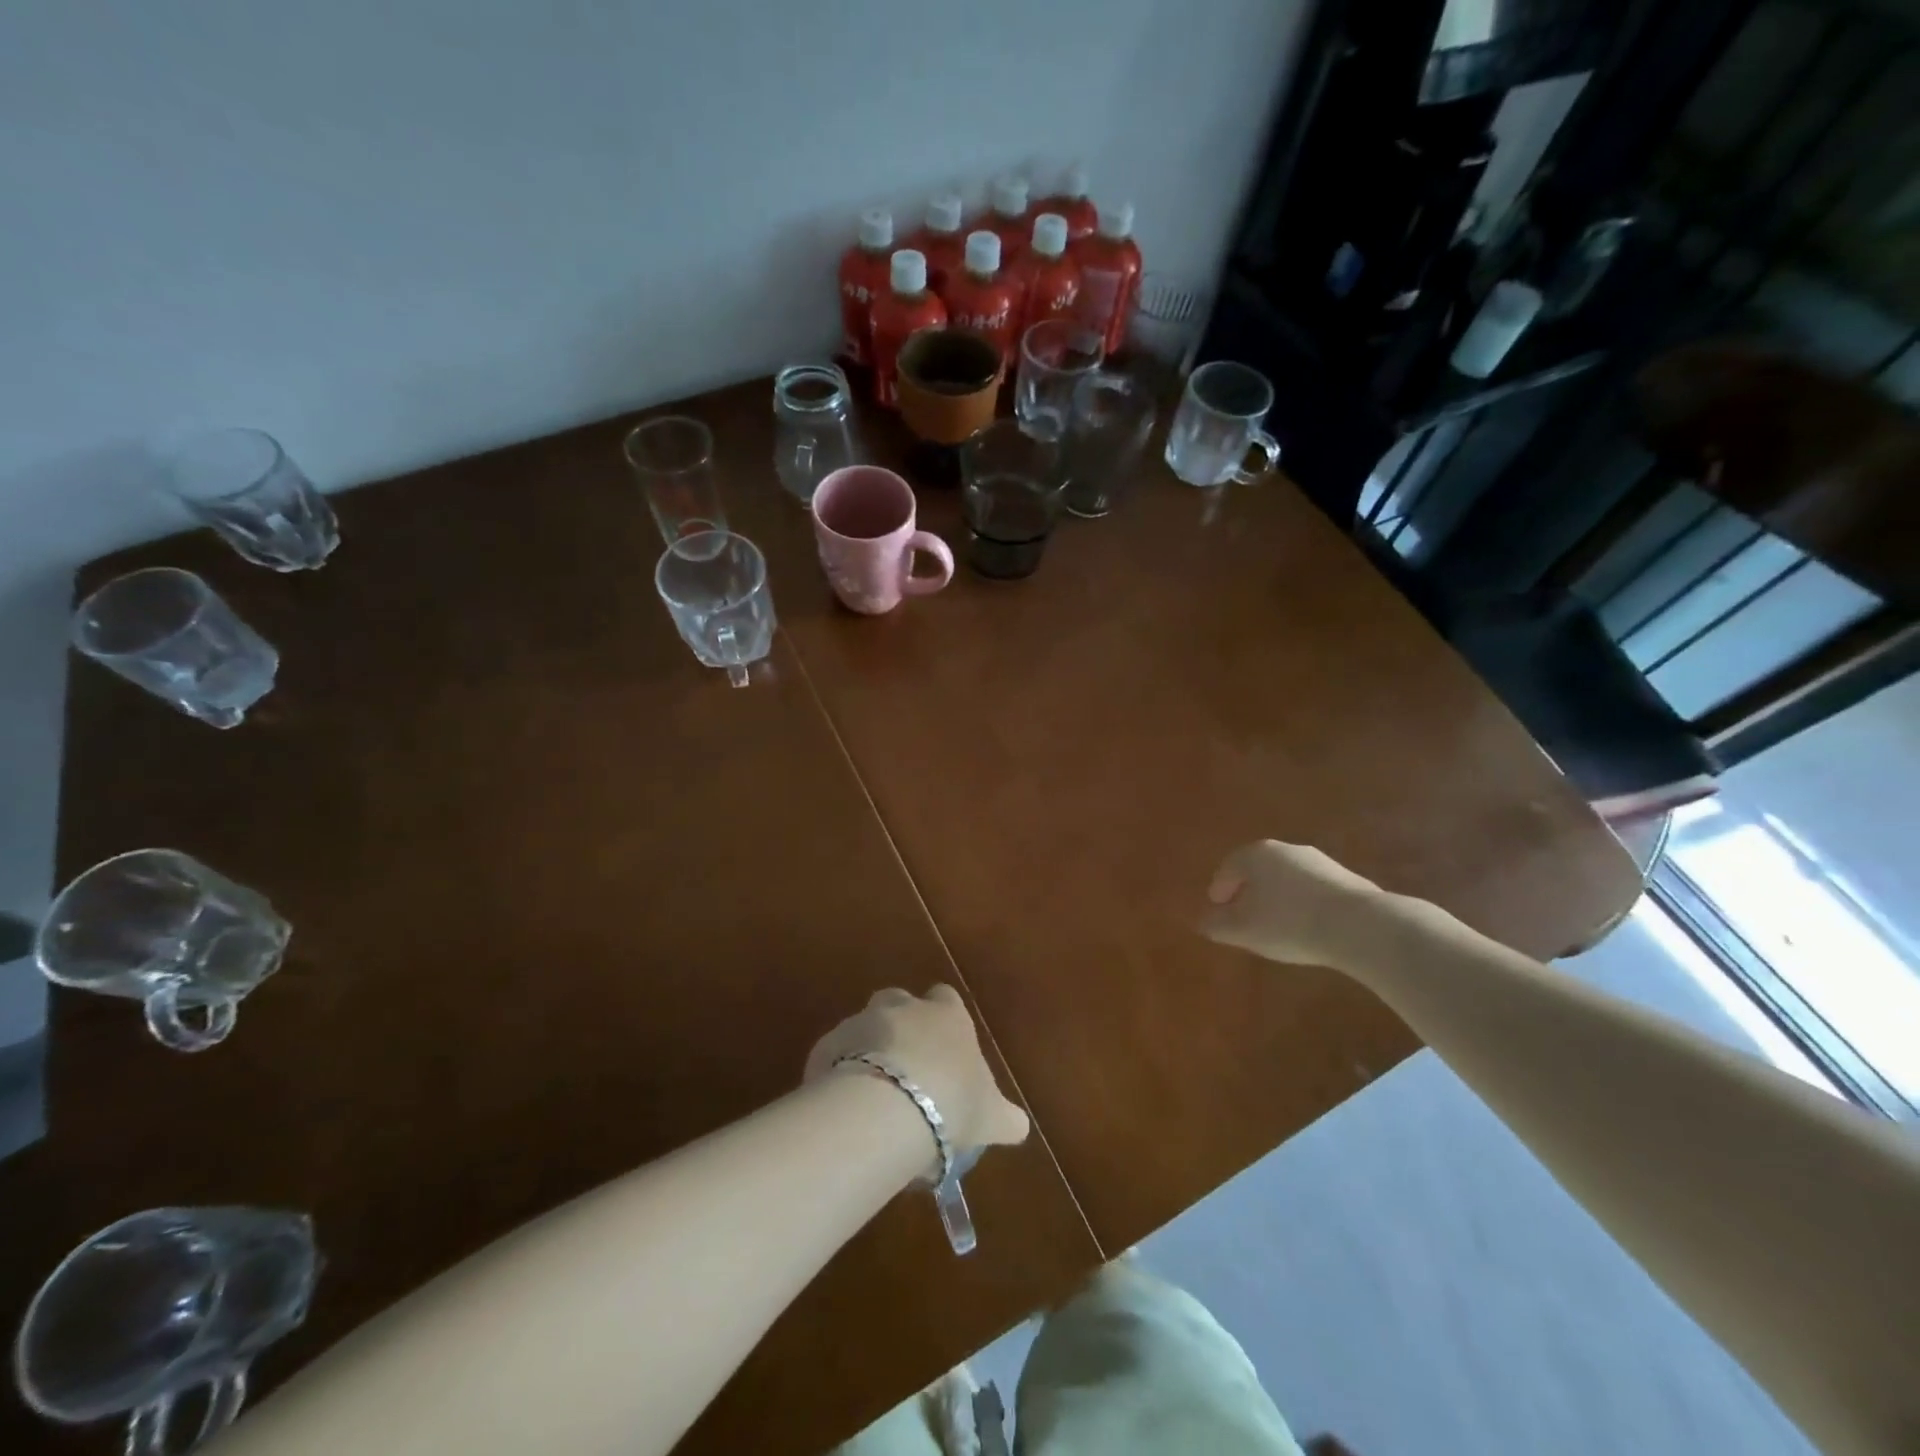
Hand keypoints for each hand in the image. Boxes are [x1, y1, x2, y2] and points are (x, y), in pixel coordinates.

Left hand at [805, 986, 1030, 1157]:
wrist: (890, 1107)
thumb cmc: (953, 1102)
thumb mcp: (992, 1117)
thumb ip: (1006, 1118)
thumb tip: (1018, 1126)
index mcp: (947, 1015)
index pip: (946, 999)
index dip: (944, 1020)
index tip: (944, 1051)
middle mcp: (904, 1006)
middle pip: (900, 1002)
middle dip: (901, 1026)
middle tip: (906, 1071)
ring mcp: (863, 1020)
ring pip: (864, 1027)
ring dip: (868, 1051)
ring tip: (874, 1093)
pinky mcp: (829, 1044)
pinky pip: (835, 1055)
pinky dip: (838, 1074)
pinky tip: (844, 1108)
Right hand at [1200, 840, 1386, 968]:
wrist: (1360, 926)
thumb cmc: (1288, 923)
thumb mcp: (1242, 931)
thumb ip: (1218, 925)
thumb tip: (1204, 921)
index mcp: (1255, 855)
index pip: (1227, 869)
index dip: (1219, 891)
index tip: (1217, 910)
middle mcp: (1285, 850)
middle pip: (1257, 870)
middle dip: (1248, 892)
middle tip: (1244, 917)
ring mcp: (1318, 861)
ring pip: (1285, 878)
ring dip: (1277, 898)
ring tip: (1277, 925)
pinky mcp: (1345, 878)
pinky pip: (1311, 889)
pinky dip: (1302, 903)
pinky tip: (1306, 926)